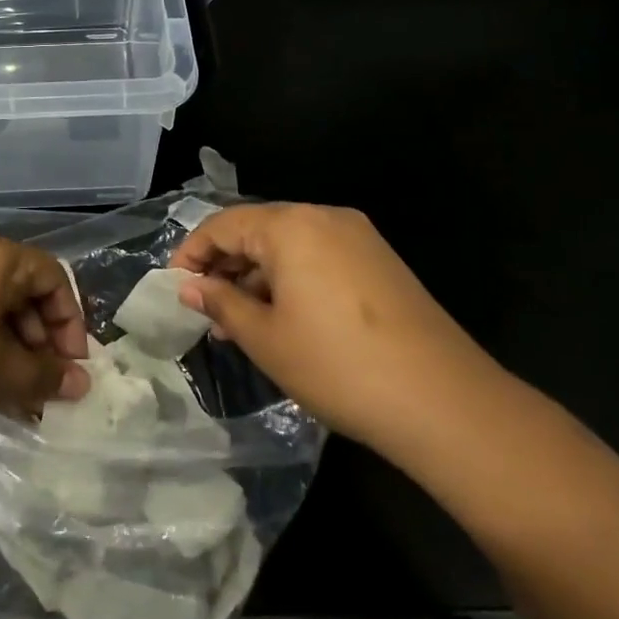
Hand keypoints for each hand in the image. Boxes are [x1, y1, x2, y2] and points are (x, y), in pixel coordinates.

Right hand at [170, 204, 505, 450]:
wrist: (443, 401)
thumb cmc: (337, 365)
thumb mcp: (265, 338)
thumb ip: (222, 304)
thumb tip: (190, 288)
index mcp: (291, 225)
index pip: (223, 224)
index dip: (192, 254)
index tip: (175, 289)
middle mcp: (325, 217)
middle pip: (258, 229)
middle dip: (226, 266)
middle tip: (207, 311)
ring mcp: (359, 237)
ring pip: (290, 245)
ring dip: (259, 276)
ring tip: (242, 323)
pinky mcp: (381, 262)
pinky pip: (319, 257)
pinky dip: (292, 280)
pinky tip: (286, 320)